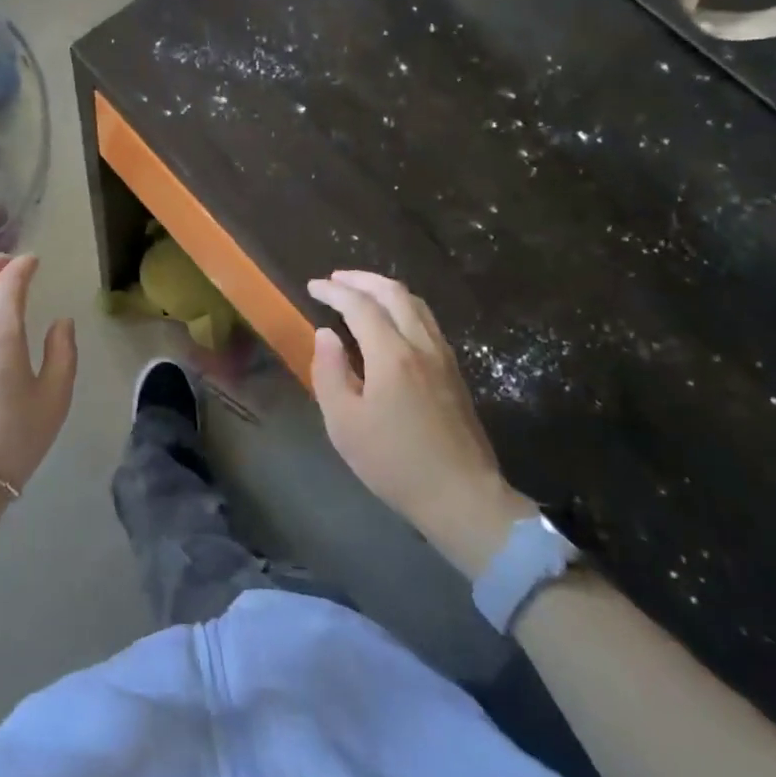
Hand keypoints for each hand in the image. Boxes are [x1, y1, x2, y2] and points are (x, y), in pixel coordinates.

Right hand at [308, 270, 531, 575]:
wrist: (462, 497)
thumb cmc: (394, 463)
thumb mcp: (344, 424)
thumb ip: (330, 372)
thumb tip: (325, 335)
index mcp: (392, 355)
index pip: (359, 305)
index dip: (333, 291)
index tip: (313, 286)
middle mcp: (421, 345)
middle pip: (393, 293)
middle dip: (361, 280)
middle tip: (336, 279)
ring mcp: (443, 357)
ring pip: (415, 304)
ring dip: (385, 290)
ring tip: (361, 292)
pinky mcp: (454, 372)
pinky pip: (427, 321)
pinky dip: (403, 307)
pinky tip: (391, 321)